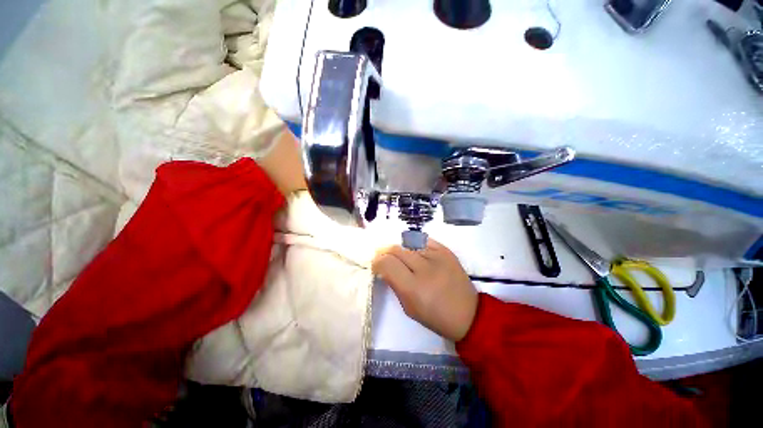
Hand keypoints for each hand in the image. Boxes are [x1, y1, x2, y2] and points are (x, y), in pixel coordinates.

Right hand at [372, 239, 477, 341]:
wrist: (468, 313)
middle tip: (383, 258)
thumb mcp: (409, 307)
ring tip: (400, 257)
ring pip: (408, 243)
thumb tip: (384, 268)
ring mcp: (437, 257)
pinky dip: (415, 245)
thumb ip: (394, 285)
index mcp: (413, 287)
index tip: (377, 266)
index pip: (387, 263)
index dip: (377, 262)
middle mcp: (425, 268)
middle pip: (396, 250)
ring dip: (399, 249)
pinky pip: (424, 240)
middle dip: (385, 253)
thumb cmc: (435, 316)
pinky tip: (414, 252)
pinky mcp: (446, 251)